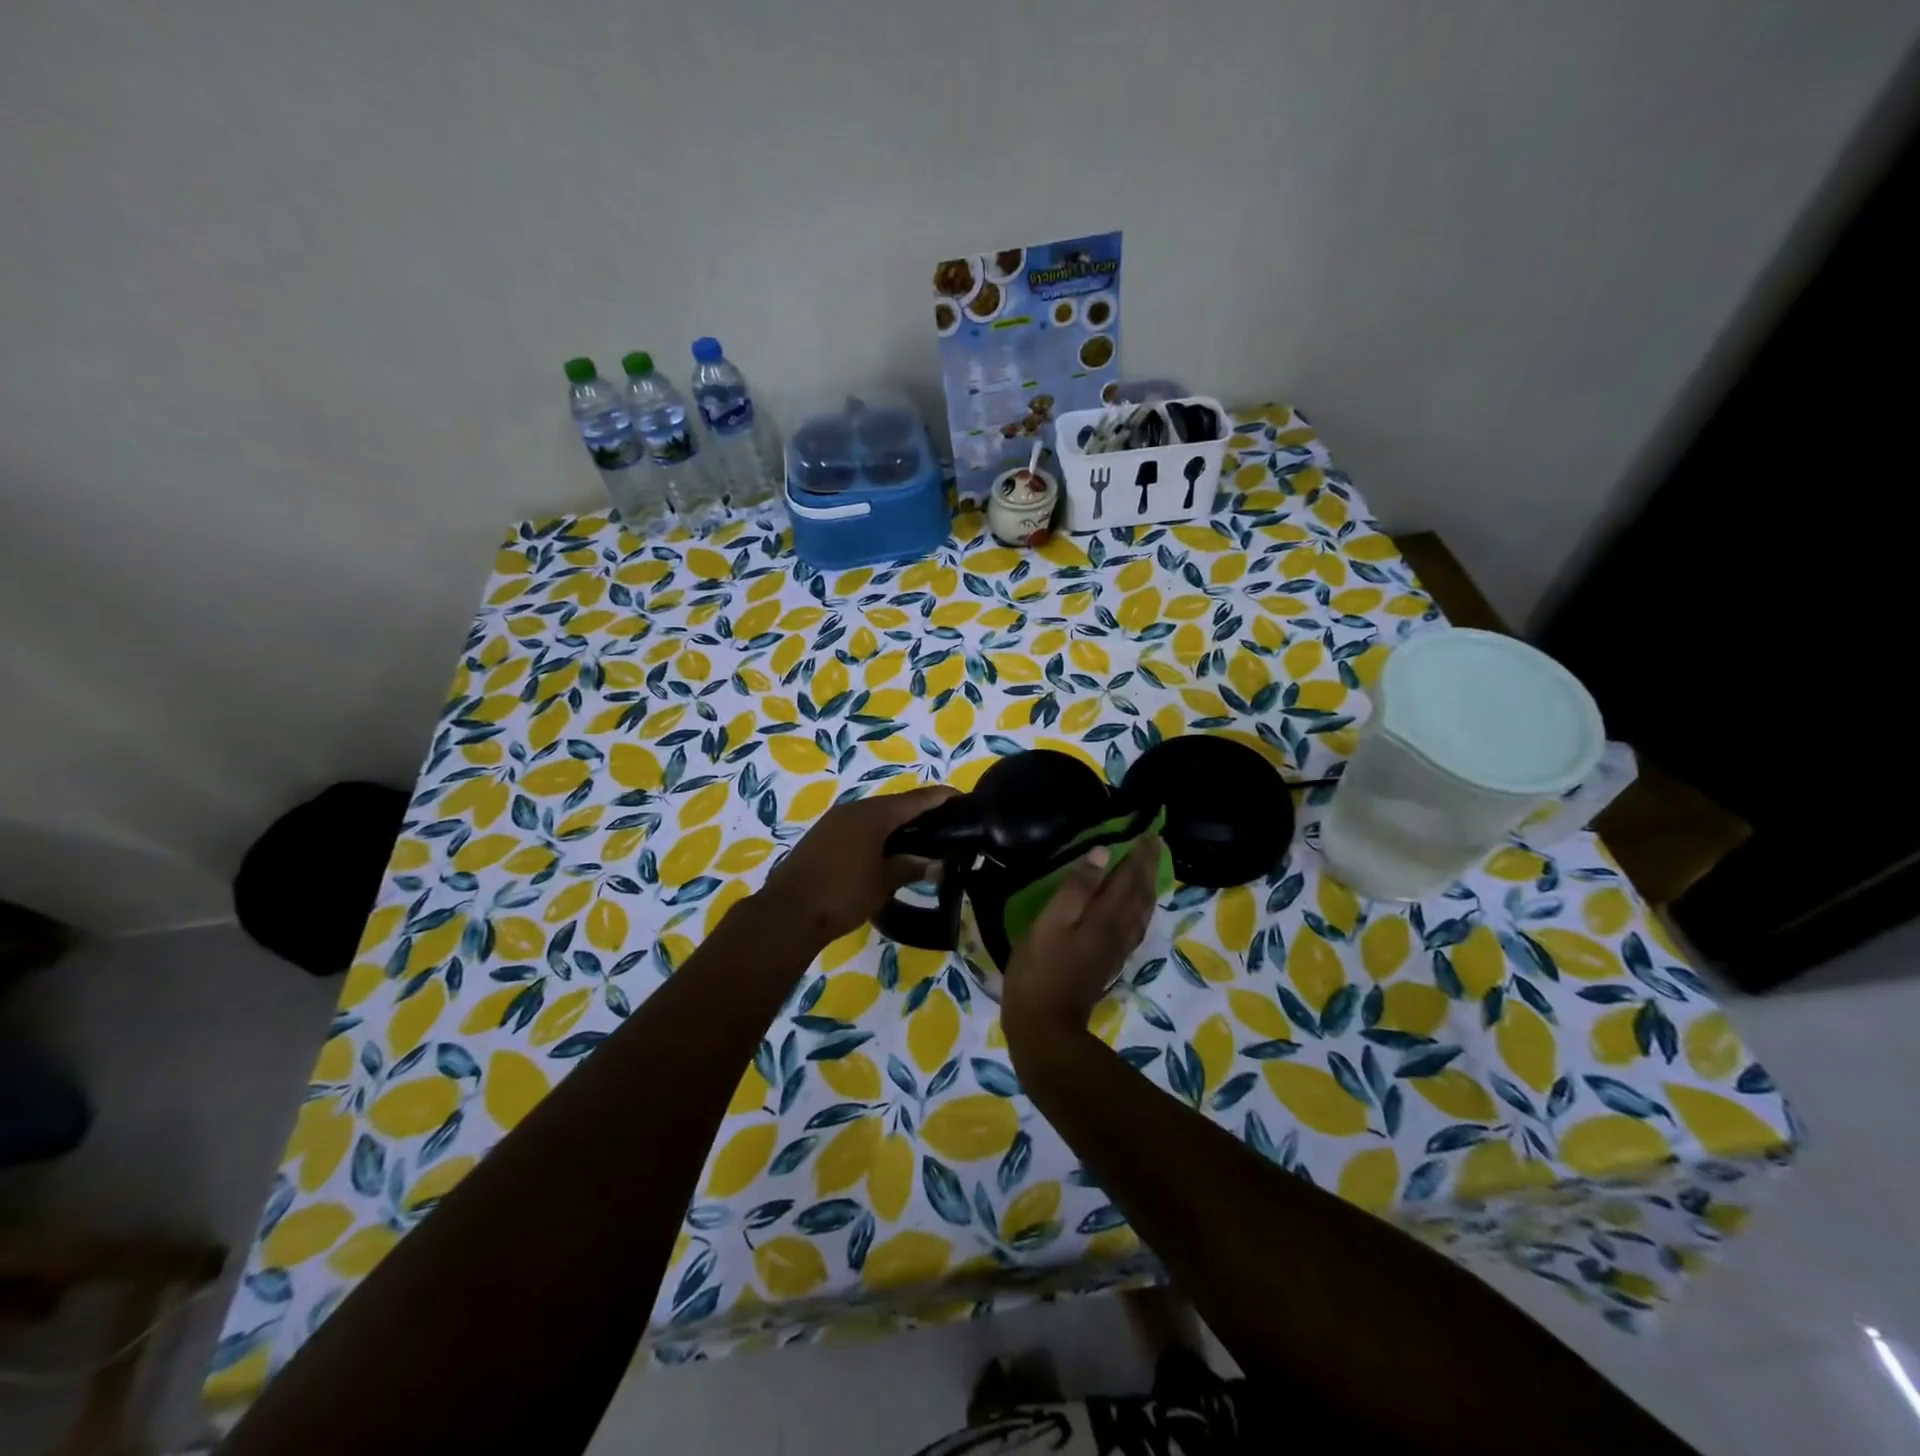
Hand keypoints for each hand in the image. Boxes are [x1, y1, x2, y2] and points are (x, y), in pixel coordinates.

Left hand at [755, 785, 957, 950]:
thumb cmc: (842, 894)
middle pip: (895, 804)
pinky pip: (858, 827)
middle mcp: (854, 809)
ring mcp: (834, 821)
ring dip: (896, 825)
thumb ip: (910, 867)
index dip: (941, 797)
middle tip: (944, 825)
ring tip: (920, 839)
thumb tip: (935, 863)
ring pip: (874, 816)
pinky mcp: (821, 837)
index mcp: (874, 814)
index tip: (963, 798)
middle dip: (920, 812)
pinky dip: (877, 834)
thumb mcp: (883, 883)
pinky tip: (886, 851)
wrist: (787, 913)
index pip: (917, 799)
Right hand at [1001, 835, 1160, 1061]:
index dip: (1139, 854)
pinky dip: (1141, 909)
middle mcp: (1119, 930)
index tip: (1147, 832)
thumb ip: (1076, 888)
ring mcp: (1117, 949)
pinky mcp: (1110, 962)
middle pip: (1141, 893)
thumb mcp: (1049, 923)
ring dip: (1148, 887)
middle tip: (1153, 843)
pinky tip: (1135, 909)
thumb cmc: (1039, 970)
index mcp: (1104, 917)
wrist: (1045, 1026)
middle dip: (1148, 867)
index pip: (1129, 877)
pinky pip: (1136, 926)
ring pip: (1142, 911)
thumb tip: (1102, 852)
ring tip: (1148, 869)